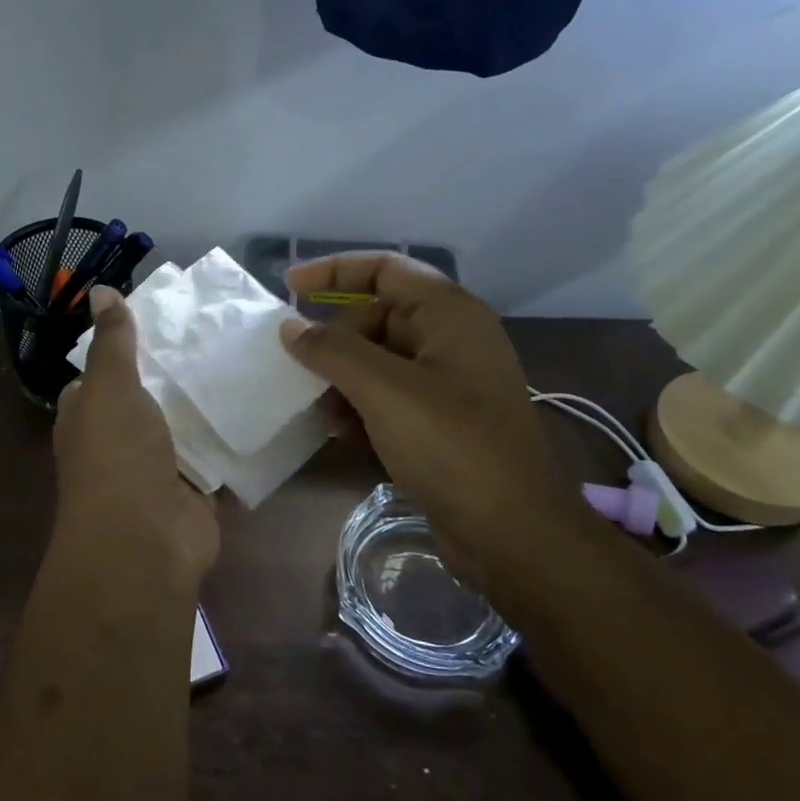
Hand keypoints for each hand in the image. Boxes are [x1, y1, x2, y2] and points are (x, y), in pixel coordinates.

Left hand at [53, 286, 219, 584]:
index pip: (104, 372)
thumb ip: (112, 341)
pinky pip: (213, 453)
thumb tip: (101, 290)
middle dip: (178, 370)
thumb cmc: (117, 456)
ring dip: (207, 401)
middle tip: (219, 330)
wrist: (145, 541)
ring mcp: (156, 466)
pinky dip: (230, 435)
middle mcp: (119, 439)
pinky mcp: (193, 487)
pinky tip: (260, 402)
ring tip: (245, 356)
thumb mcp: (109, 387)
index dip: (128, 344)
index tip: (168, 315)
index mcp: (89, 415)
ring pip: (184, 423)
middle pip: (150, 395)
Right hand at [280, 254, 584, 592]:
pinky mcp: (442, 421)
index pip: (385, 269)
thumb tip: (291, 328)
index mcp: (449, 314)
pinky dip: (362, 408)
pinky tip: (343, 434)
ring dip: (343, 381)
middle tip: (301, 372)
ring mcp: (449, 382)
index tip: (289, 285)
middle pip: (376, 318)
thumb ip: (333, 351)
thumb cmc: (451, 445)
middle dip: (335, 343)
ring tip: (321, 411)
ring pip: (378, 362)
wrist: (510, 530)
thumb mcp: (385, 391)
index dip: (334, 270)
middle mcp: (451, 339)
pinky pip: (389, 397)